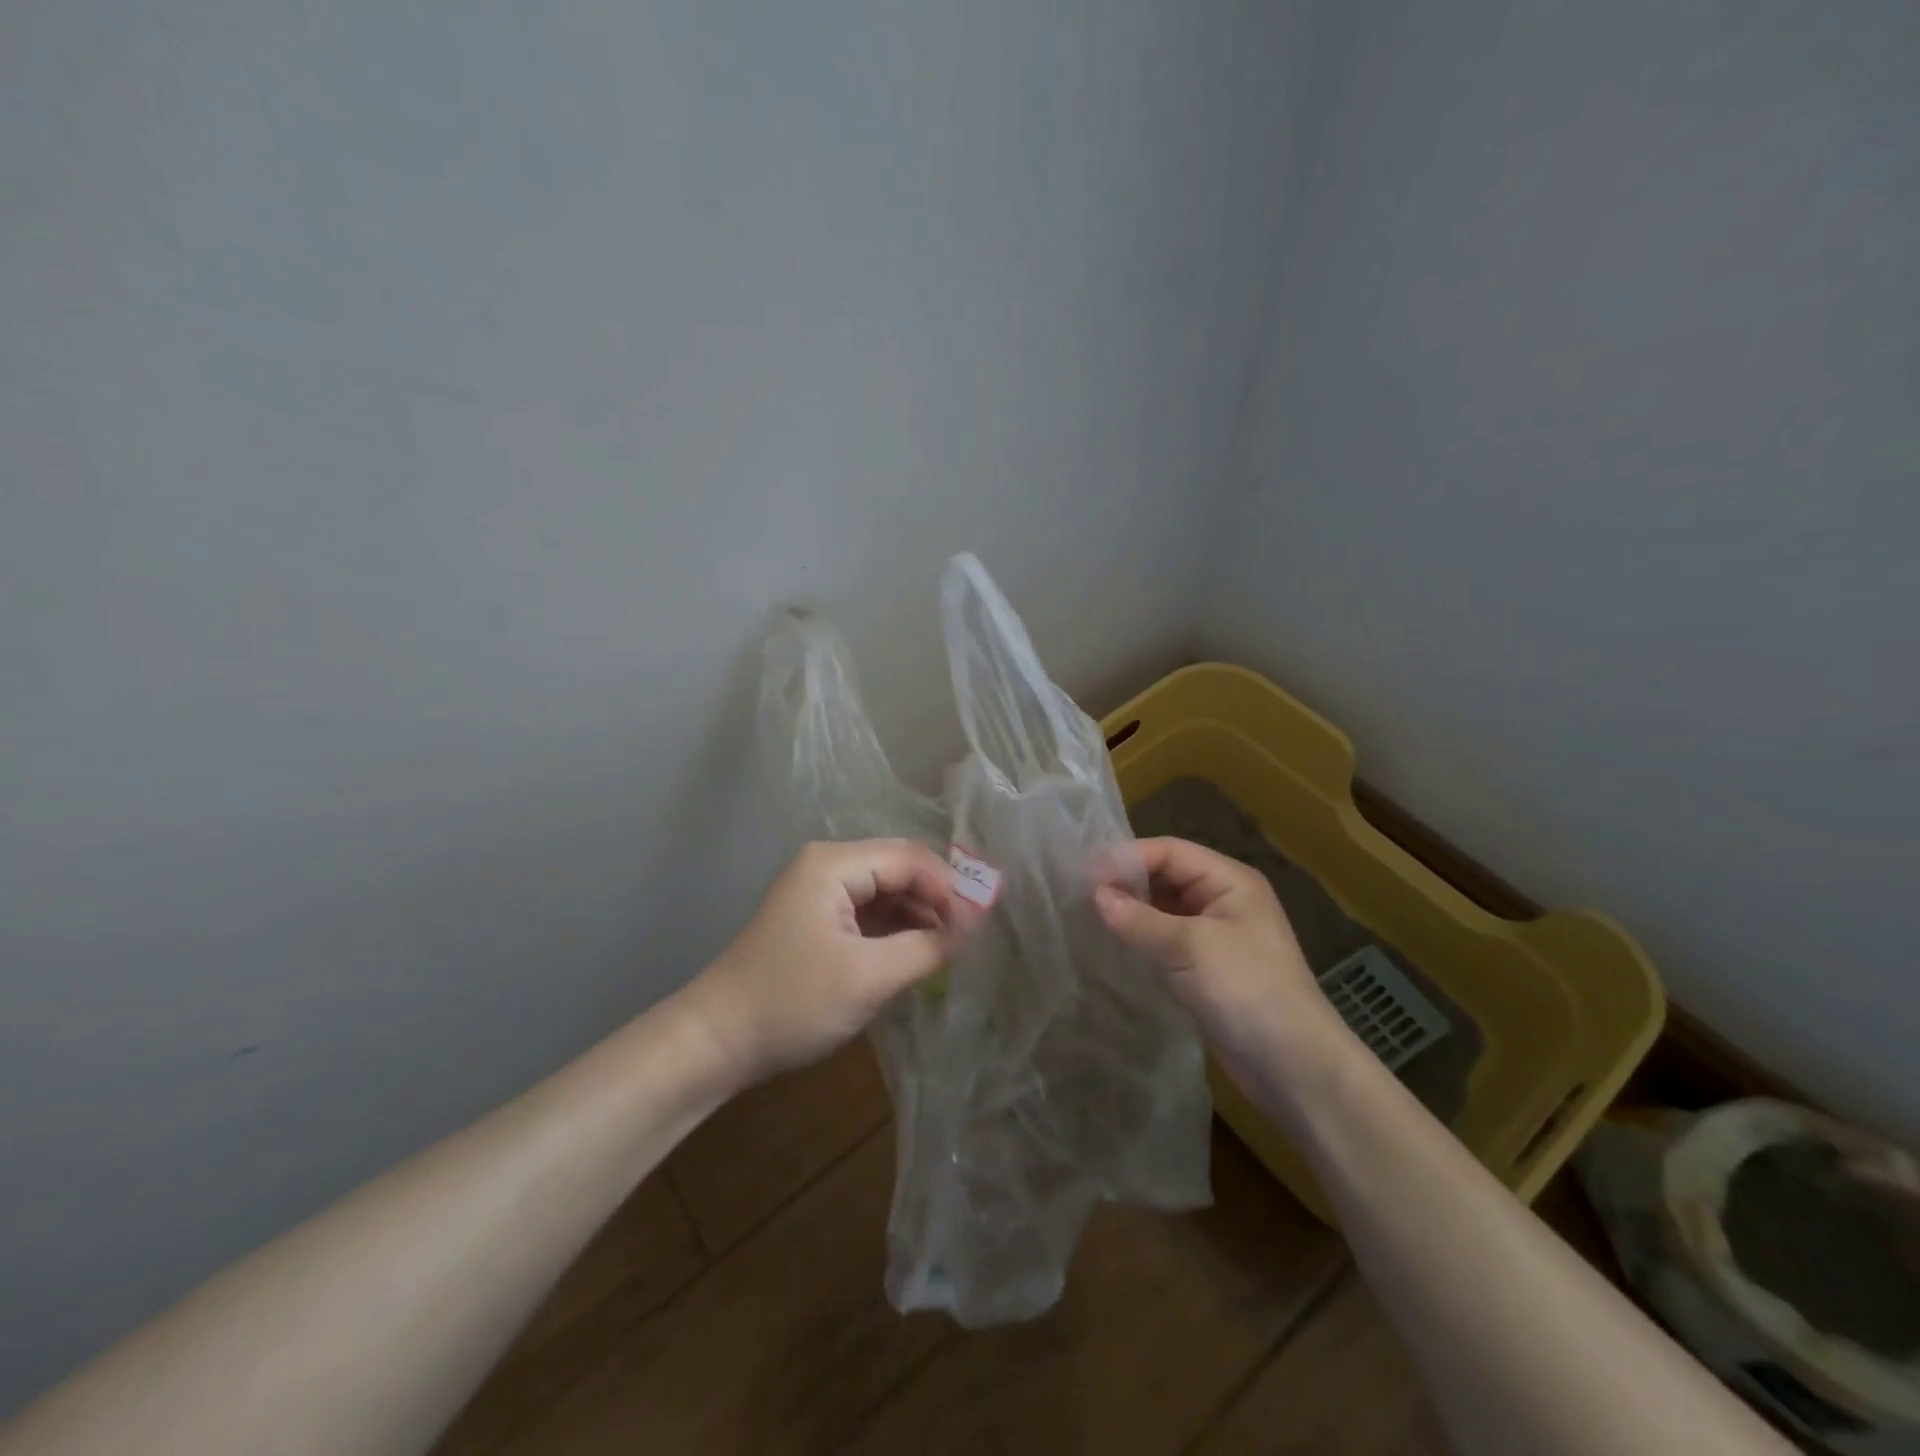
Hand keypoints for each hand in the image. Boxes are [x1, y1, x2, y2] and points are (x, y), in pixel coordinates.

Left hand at [681, 839, 961, 1088]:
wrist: (718, 1041)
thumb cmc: (792, 1003)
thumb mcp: (868, 977)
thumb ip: (928, 946)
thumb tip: (976, 922)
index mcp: (834, 863)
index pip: (910, 858)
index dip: (950, 887)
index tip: (981, 925)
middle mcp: (828, 864)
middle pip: (900, 868)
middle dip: (938, 899)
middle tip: (972, 938)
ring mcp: (820, 890)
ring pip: (887, 890)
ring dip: (919, 916)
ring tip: (951, 949)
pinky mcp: (818, 917)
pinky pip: (870, 911)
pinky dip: (897, 929)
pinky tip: (918, 953)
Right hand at [1095, 837, 1345, 1096]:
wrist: (1294, 1067)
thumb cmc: (1248, 991)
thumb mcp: (1190, 948)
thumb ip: (1139, 919)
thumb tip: (1095, 895)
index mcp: (1229, 881)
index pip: (1169, 852)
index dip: (1126, 858)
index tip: (1083, 874)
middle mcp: (1223, 900)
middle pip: (1165, 876)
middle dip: (1126, 881)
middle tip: (1079, 892)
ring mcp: (1215, 934)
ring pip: (1163, 908)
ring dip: (1131, 909)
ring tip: (1087, 914)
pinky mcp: (1206, 967)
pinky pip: (1166, 939)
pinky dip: (1141, 937)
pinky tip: (1113, 942)